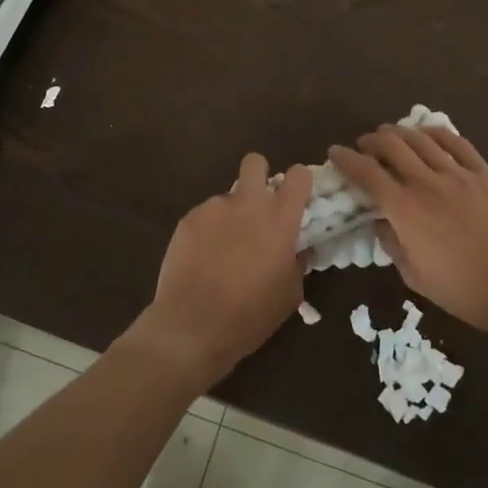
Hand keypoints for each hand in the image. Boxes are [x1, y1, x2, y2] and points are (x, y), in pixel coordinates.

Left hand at [130, 155, 313, 391]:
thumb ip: (296, 263)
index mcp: (280, 220)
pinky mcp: (188, 219)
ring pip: (228, 196)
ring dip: (231, 214)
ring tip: (223, 249)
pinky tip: (202, 258)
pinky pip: (205, 215)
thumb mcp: (289, 295)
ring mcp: (214, 208)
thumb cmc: (250, 315)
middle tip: (258, 206)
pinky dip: (208, 230)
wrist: (193, 326)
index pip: (298, 176)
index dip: (299, 181)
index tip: (296, 197)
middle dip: (259, 175)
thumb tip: (296, 249)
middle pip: (255, 162)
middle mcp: (248, 204)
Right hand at [330, 125, 487, 339]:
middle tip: (364, 145)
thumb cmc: (464, 290)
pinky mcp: (484, 172)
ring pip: (420, 138)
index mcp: (405, 210)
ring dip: (399, 132)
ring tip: (391, 134)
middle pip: (391, 145)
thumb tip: (380, 223)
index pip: (366, 173)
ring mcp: (458, 173)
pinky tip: (427, 134)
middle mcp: (426, 182)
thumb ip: (392, 244)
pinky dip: (435, 132)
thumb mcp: (415, 277)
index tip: (335, 152)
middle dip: (371, 140)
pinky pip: (456, 142)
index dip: (346, 159)